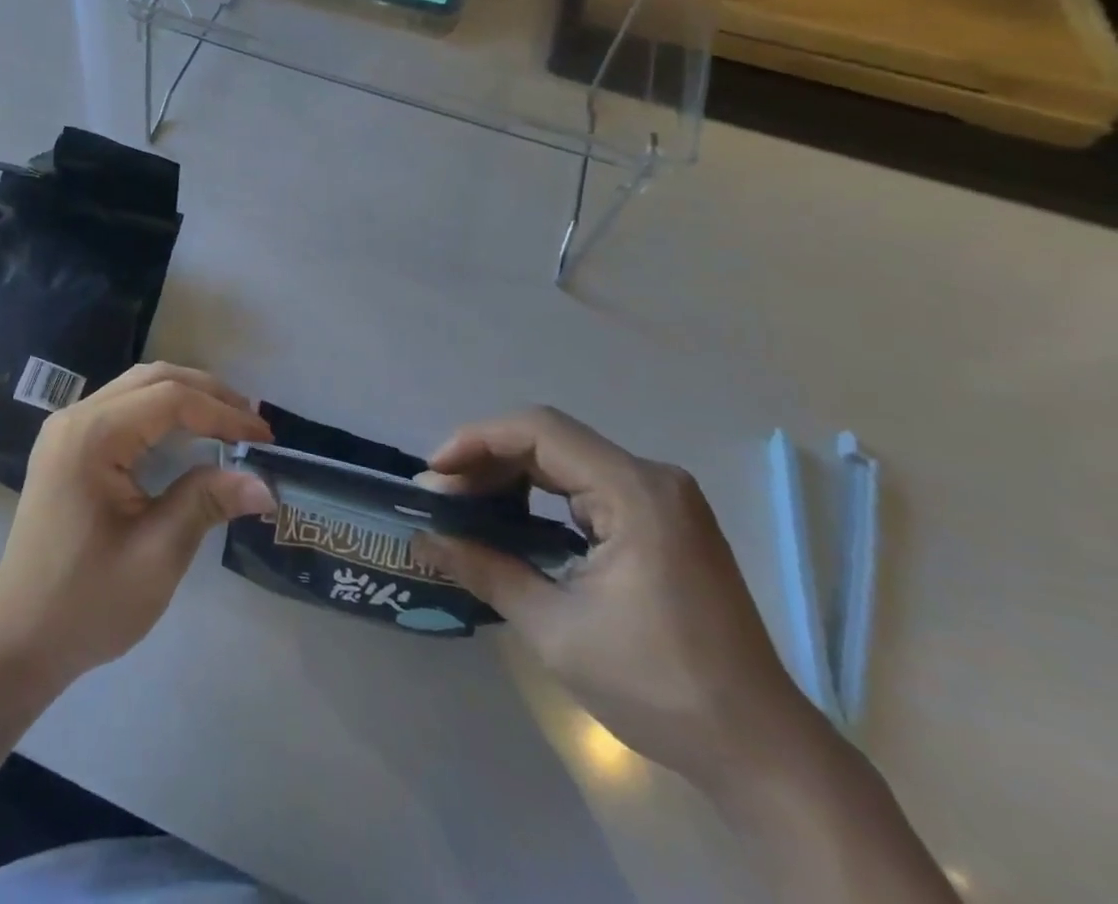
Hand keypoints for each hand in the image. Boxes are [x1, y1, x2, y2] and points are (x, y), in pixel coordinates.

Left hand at [0, 363, 273, 688]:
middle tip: (252, 423)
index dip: (223, 413)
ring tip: (229, 424)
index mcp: (92, 436)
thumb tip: (264, 482)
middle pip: (152, 380)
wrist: (19, 639)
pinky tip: (187, 435)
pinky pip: (122, 409)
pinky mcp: (67, 447)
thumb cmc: (87, 602)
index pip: (170, 400)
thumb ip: (206, 504)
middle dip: (207, 394)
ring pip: (136, 388)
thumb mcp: (156, 555)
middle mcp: (75, 418)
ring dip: (185, 398)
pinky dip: (161, 413)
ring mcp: (66, 430)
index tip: (265, 438)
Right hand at [413, 407, 826, 787]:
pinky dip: (542, 495)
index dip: (476, 441)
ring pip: (566, 460)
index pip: (539, 432)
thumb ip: (484, 570)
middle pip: (550, 440)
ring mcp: (663, 499)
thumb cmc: (659, 687)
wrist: (763, 753)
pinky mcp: (664, 521)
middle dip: (487, 461)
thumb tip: (423, 539)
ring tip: (467, 506)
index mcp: (635, 493)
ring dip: (511, 476)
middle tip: (442, 496)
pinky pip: (588, 485)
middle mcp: (653, 479)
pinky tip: (513, 521)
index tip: (434, 475)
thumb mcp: (556, 630)